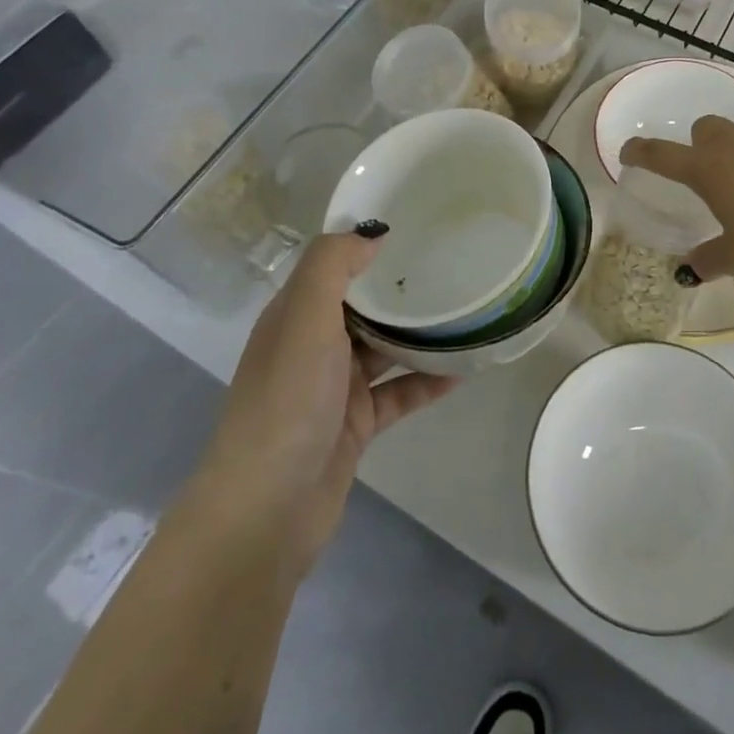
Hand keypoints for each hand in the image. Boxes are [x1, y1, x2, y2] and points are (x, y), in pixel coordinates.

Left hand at [191, 232, 454, 574]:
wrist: (266, 512)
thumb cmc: (286, 403)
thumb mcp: (304, 321)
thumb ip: (332, 267)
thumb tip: (374, 234)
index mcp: (294, 316)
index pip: (332, 266)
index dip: (365, 243)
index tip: (415, 221)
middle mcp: (312, 346)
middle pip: (362, 304)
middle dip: (400, 285)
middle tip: (454, 261)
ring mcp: (334, 387)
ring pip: (385, 347)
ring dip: (420, 332)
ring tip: (467, 310)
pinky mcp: (356, 424)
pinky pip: (400, 391)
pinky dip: (428, 380)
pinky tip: (465, 369)